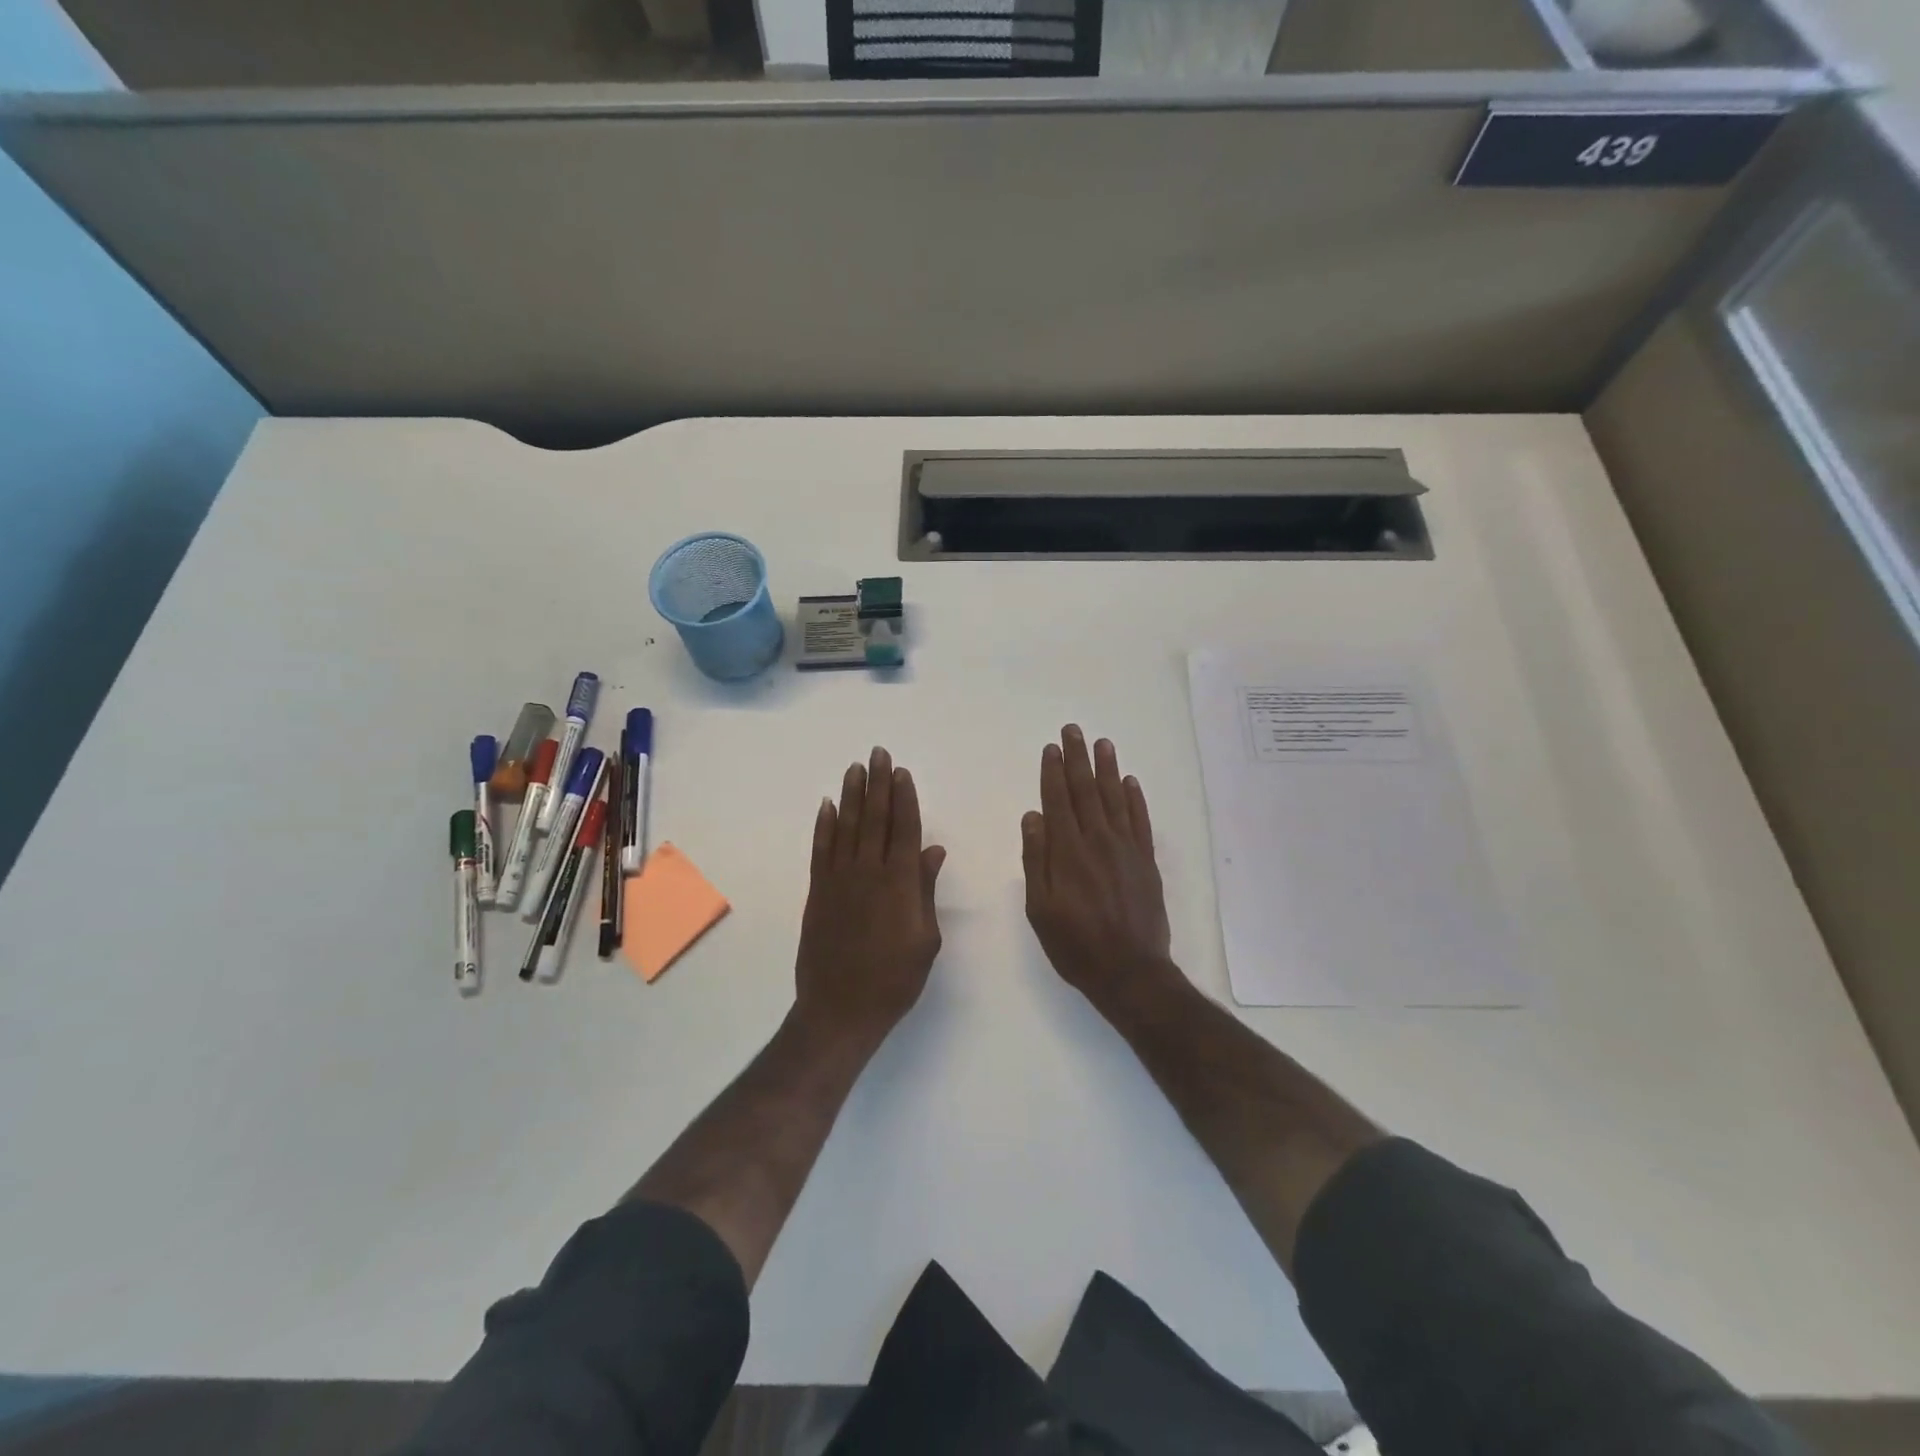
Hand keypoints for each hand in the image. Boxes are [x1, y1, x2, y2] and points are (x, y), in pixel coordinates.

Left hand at [794, 747, 946, 1044]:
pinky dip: (823, 826)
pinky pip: (821, 850)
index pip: (904, 830)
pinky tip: (826, 806)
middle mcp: (868, 873)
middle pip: (875, 819)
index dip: (905, 799)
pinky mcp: (817, 892)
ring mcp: (839, 881)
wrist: (840, 1010)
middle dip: (878, 785)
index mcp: (900, 884)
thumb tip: (933, 851)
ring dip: (851, 796)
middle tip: (878, 754)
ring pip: (846, 827)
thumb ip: (926, 891)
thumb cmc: (894, 980)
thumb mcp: (925, 939)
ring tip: (855, 768)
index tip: (902, 773)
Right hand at [1022, 726, 1183, 1016]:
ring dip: (1107, 769)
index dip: (1052, 772)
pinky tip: (1130, 782)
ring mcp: (1126, 849)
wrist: (1130, 971)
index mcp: (1068, 851)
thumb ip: (1037, 860)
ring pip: (1115, 798)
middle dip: (1078, 758)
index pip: (1058, 800)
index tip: (1051, 748)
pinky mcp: (1146, 861)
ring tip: (1102, 744)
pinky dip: (1135, 799)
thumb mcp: (1040, 908)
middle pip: (1086, 790)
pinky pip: (1140, 821)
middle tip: (1073, 731)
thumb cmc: (1076, 944)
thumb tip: (1033, 816)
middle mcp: (1098, 840)